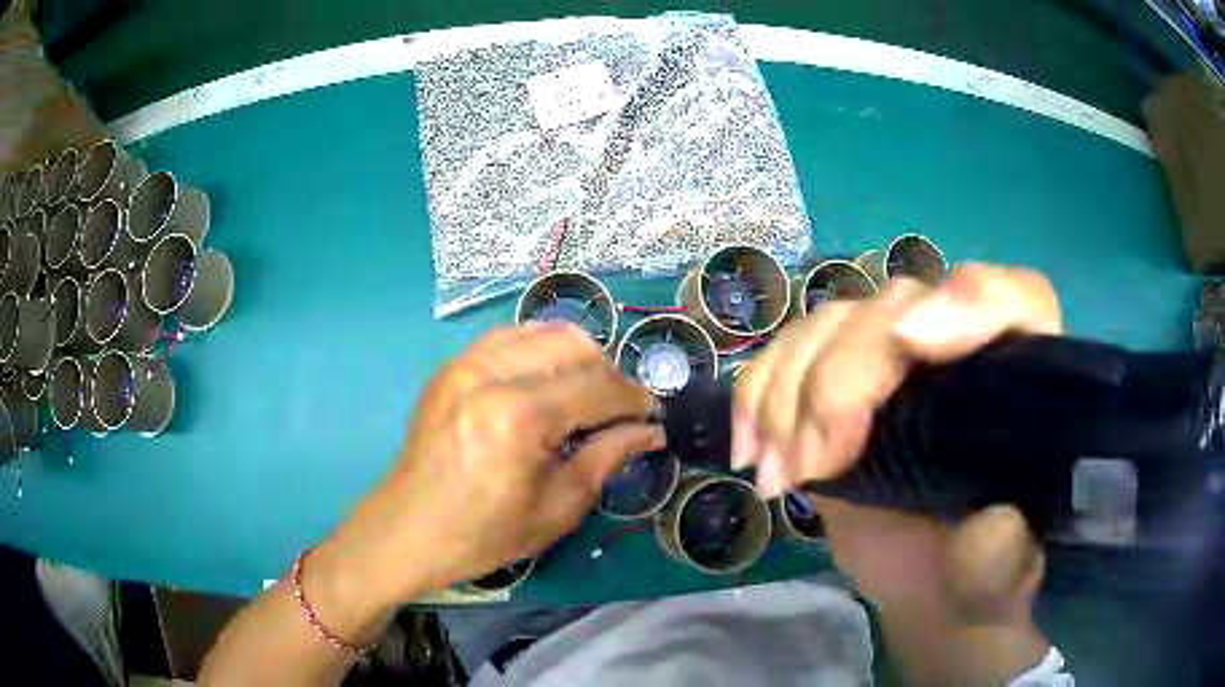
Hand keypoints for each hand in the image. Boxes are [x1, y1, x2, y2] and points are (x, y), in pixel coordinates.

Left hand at [320, 322, 661, 608]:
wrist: (409, 529)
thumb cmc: (484, 533)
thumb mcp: (557, 508)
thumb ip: (608, 457)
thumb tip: (650, 430)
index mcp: (520, 416)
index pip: (599, 387)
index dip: (635, 400)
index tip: (652, 416)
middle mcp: (491, 373)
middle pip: (576, 345)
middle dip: (609, 375)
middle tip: (617, 412)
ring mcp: (466, 362)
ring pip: (545, 331)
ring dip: (578, 358)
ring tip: (584, 396)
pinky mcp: (452, 365)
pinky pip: (511, 337)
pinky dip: (541, 351)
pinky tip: (546, 383)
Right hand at [734, 263, 1057, 625]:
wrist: (931, 582)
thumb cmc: (979, 574)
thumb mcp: (1001, 581)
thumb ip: (1006, 560)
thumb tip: (989, 522)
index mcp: (1021, 379)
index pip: (1016, 299)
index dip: (969, 302)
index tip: (911, 344)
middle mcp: (961, 345)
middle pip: (899, 306)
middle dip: (843, 380)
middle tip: (810, 467)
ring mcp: (897, 358)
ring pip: (836, 322)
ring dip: (789, 392)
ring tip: (775, 475)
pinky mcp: (843, 379)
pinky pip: (791, 350)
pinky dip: (759, 392)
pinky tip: (750, 449)